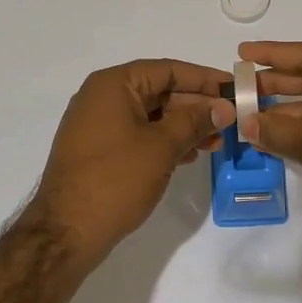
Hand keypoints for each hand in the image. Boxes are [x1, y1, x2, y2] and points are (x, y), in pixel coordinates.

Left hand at [28, 59, 233, 268]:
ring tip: (215, 143)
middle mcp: (102, 97)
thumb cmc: (116, 179)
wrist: (66, 231)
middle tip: (230, 121)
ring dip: (184, 126)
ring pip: (151, 115)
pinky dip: (164, 141)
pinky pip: (138, 134)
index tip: (235, 89)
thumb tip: (224, 107)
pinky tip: (188, 155)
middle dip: (196, 106)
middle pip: (159, 91)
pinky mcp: (98, 150)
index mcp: (113, 85)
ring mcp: (97, 125)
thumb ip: (195, 121)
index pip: (168, 70)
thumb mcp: (162, 146)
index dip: (204, 79)